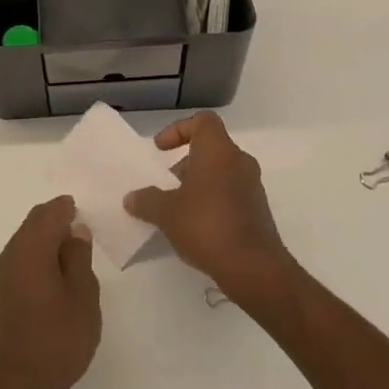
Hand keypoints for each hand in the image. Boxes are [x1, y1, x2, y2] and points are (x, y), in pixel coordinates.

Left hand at [0, 197, 100, 388]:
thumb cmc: (56, 341)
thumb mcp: (83, 298)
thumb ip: (79, 258)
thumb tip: (75, 231)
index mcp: (30, 250)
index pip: (48, 213)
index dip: (66, 208)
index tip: (83, 210)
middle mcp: (8, 256)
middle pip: (32, 225)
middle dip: (55, 221)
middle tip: (80, 229)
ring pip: (24, 244)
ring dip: (45, 241)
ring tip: (72, 255)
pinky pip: (19, 263)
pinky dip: (36, 259)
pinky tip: (53, 277)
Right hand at [124, 112, 299, 310]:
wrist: (253, 267)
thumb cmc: (207, 226)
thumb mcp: (166, 213)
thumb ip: (147, 200)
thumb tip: (132, 198)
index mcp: (219, 151)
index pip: (202, 121)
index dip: (178, 129)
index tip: (160, 149)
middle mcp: (239, 162)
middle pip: (210, 148)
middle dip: (184, 162)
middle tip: (165, 184)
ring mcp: (252, 186)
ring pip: (220, 172)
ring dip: (197, 183)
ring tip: (176, 208)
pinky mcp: (257, 210)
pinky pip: (229, 193)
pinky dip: (211, 200)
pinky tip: (195, 226)